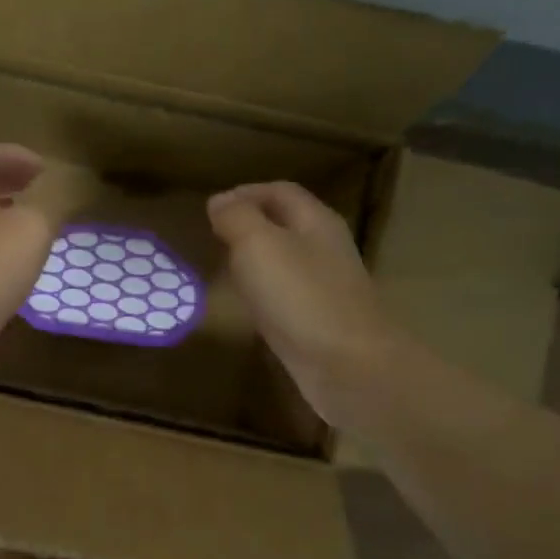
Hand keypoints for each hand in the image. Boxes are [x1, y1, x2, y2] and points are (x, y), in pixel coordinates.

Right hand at [208, 181, 400, 422]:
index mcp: (315, 221)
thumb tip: (220, 201)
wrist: (347, 366)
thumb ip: (237, 217)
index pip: (280, 191)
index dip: (246, 192)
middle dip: (249, 224)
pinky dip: (261, 291)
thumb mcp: (259, 245)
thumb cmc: (301, 297)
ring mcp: (324, 287)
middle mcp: (324, 249)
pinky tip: (245, 304)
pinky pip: (285, 294)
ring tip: (222, 265)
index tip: (212, 208)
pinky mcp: (318, 321)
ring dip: (254, 258)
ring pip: (284, 260)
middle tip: (213, 236)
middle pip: (285, 224)